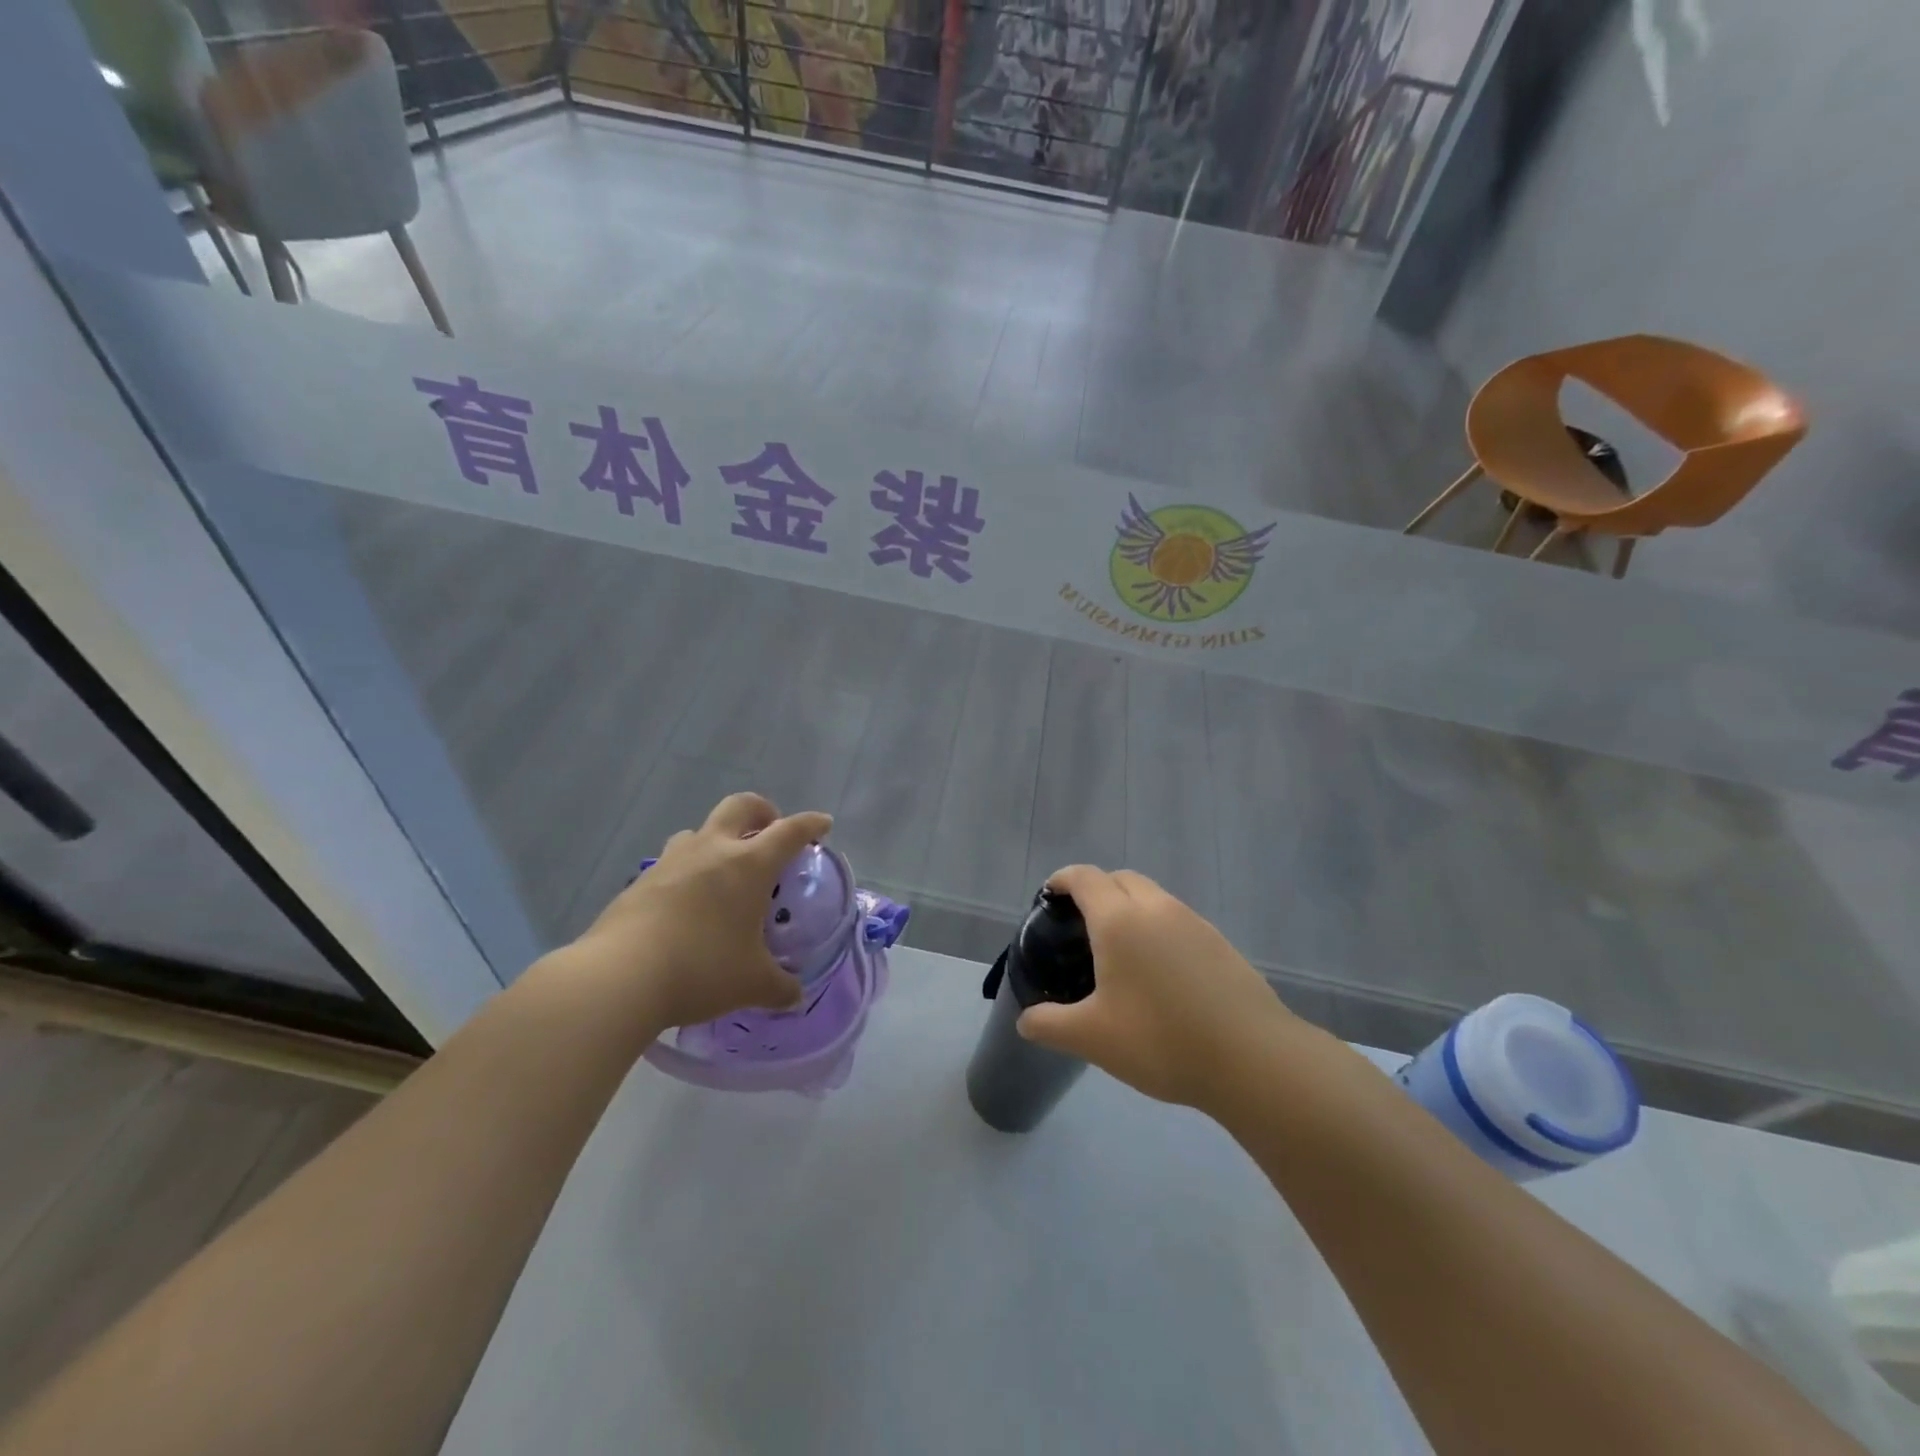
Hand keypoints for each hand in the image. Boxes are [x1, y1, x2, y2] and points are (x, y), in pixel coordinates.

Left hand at [562, 793, 832, 1034]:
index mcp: (749, 865)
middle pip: (740, 806)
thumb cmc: (701, 969)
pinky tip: (687, 906)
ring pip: (699, 831)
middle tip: (769, 832)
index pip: (789, 831)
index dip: (810, 824)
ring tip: (723, 872)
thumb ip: (780, 987)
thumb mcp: (752, 984)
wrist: (619, 978)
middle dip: (762, 812)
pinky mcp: (639, 882)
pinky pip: (672, 864)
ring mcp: (671, 862)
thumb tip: (795, 995)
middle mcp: (711, 850)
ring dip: (718, 841)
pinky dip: (687, 873)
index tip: (822, 824)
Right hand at [1016, 866, 1300, 1111]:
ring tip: (1120, 950)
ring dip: (1130, 907)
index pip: (1084, 878)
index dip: (1062, 880)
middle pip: (1120, 878)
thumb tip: (1026, 1021)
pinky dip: (1158, 929)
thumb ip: (1050, 1025)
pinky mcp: (1220, 943)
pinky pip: (1177, 920)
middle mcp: (1156, 908)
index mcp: (1119, 920)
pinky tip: (1160, 972)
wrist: (1252, 1058)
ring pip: (1153, 897)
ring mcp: (1193, 922)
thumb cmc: (1160, 1040)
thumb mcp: (1092, 1038)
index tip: (1049, 896)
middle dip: (1097, 889)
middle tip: (1081, 925)